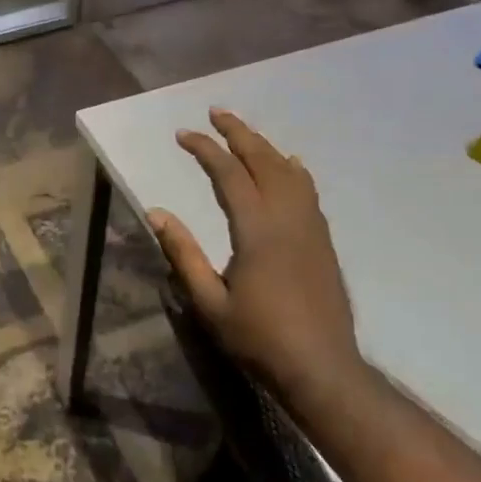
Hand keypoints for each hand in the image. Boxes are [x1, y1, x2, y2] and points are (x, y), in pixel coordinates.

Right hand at [148, 109, 365, 398]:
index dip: (205, 150)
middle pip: (264, 161)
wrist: (322, 368)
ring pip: (290, 172)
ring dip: (266, 147)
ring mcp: (311, 228)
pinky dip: (292, 170)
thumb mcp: (209, 302)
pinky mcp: (323, 241)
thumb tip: (156, 213)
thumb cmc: (259, 338)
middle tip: (216, 113)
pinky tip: (289, 167)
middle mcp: (288, 218)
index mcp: (257, 231)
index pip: (229, 175)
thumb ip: (184, 254)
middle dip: (239, 133)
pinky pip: (308, 191)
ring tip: (246, 133)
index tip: (183, 134)